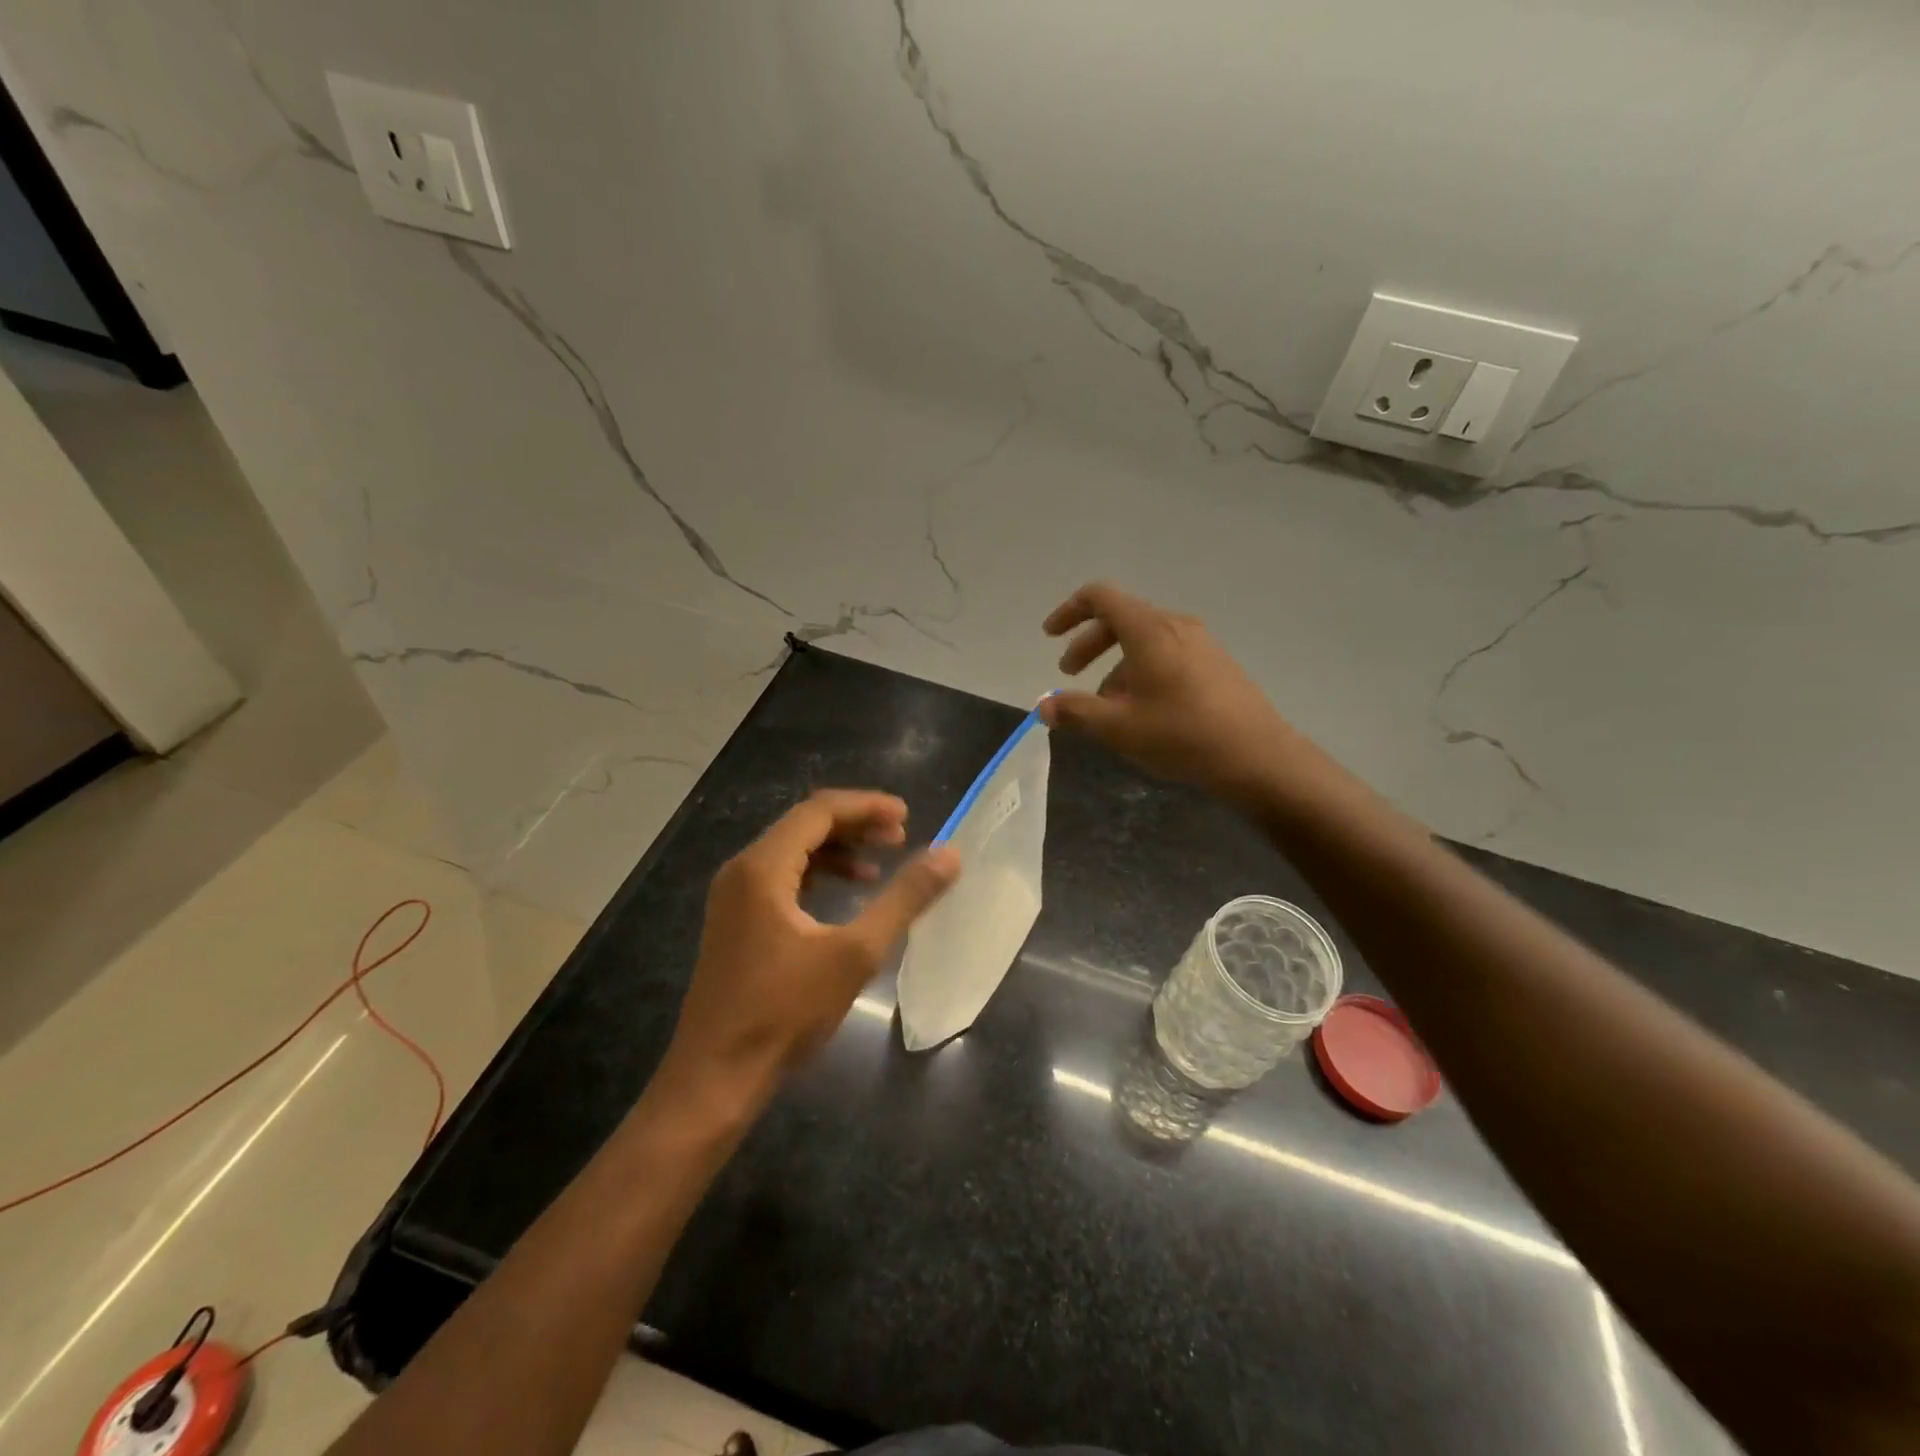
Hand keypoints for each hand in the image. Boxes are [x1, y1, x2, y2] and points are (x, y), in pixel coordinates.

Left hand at [658, 790, 959, 1110]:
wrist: (716, 1078)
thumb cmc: (785, 1013)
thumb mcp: (855, 953)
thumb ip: (904, 898)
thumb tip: (949, 855)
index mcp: (762, 867)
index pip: (819, 811)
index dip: (867, 806)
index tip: (908, 817)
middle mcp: (742, 871)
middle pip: (804, 825)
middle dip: (855, 824)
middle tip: (902, 837)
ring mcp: (733, 897)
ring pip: (793, 852)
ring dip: (839, 850)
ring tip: (882, 864)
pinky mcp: (736, 922)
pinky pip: (782, 878)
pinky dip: (819, 876)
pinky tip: (849, 895)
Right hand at [1041, 582, 1297, 805]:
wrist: (1257, 756)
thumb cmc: (1181, 735)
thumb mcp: (1118, 727)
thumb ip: (1076, 711)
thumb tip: (1044, 705)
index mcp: (1148, 629)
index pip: (1100, 597)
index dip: (1069, 611)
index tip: (1049, 636)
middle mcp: (1175, 626)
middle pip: (1121, 619)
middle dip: (1089, 644)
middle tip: (1069, 674)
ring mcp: (1201, 644)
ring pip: (1145, 641)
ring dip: (1116, 664)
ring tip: (1107, 706)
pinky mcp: (1217, 665)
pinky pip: (1168, 655)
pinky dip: (1143, 671)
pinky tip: (1144, 711)